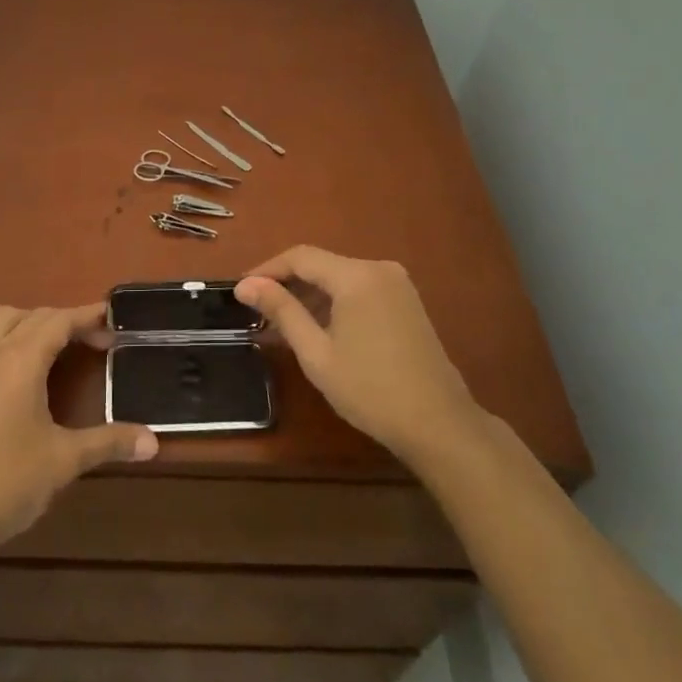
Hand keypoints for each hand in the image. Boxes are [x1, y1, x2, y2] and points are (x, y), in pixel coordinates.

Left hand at [0, 303, 157, 562]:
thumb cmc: (9, 480)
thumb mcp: (66, 460)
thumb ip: (109, 442)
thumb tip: (153, 442)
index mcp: (22, 360)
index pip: (59, 320)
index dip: (88, 317)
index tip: (115, 321)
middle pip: (35, 316)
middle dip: (68, 320)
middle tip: (99, 341)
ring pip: (6, 322)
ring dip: (35, 323)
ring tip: (60, 346)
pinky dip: (10, 340)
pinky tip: (23, 370)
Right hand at [236, 246, 479, 468]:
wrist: (440, 425)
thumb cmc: (370, 390)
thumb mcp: (316, 353)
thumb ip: (282, 311)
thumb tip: (246, 285)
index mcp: (356, 275)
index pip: (300, 257)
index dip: (267, 270)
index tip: (241, 291)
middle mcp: (379, 268)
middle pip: (321, 265)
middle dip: (288, 284)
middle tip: (258, 311)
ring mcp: (397, 284)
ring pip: (340, 278)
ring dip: (310, 296)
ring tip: (282, 324)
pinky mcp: (407, 302)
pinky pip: (360, 290)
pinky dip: (335, 303)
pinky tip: (319, 328)